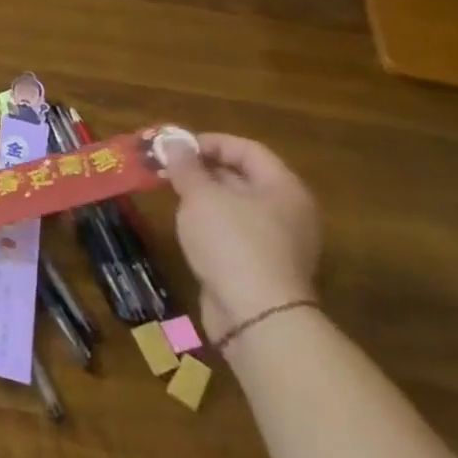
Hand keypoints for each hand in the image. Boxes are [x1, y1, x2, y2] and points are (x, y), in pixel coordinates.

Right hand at [159, 132, 320, 340]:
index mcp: (283, 188)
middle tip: (168, 169)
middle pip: (244, 177)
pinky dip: (212, 224)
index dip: (209, 142)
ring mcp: (280, 242)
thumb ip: (187, 167)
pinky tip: (188, 228)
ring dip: (205, 197)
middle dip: (204, 170)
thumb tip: (174, 143)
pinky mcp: (265, 267)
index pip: (247, 149)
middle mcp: (289, 211)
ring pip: (238, 207)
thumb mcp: (201, 196)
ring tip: (172, 195)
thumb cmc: (231, 242)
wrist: (256, 315)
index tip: (175, 147)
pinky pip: (237, 232)